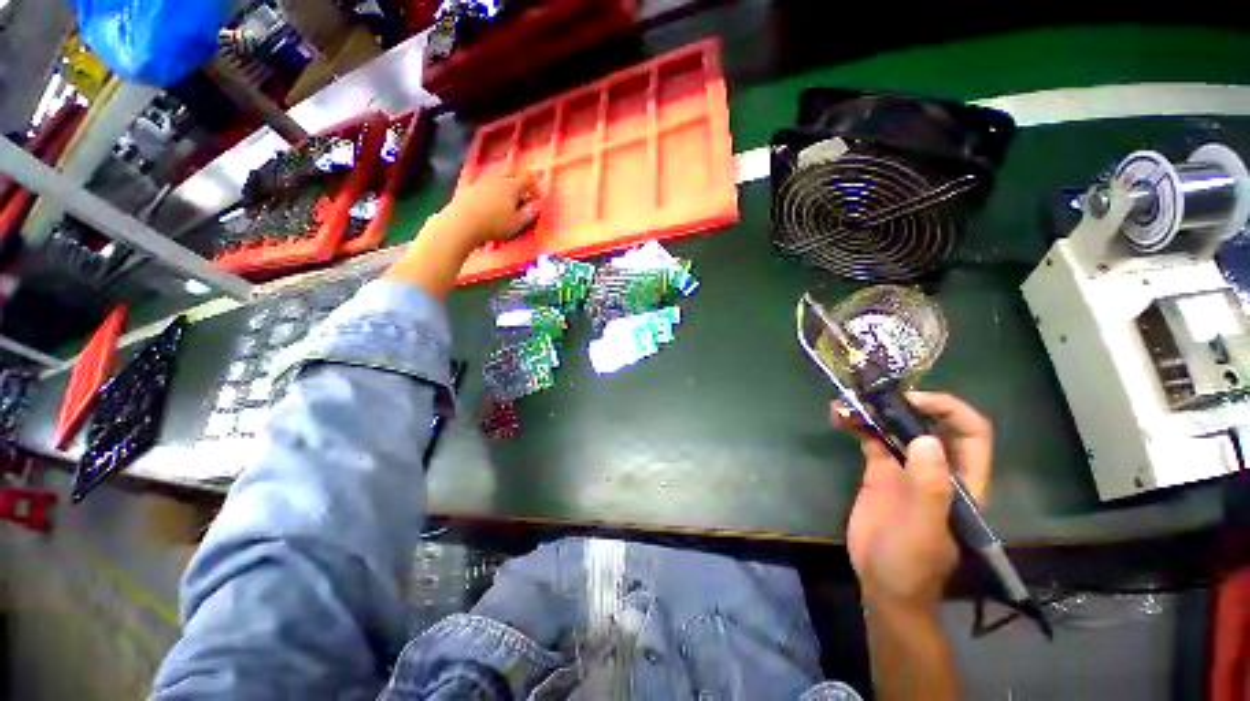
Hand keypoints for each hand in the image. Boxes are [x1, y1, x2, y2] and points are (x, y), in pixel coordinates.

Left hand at [435, 171, 540, 248]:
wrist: (462, 222)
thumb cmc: (495, 225)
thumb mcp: (518, 223)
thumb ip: (530, 212)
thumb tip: (539, 204)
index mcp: (512, 186)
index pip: (527, 179)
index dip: (534, 185)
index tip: (538, 195)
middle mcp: (497, 179)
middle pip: (511, 173)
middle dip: (519, 179)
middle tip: (524, 189)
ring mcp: (482, 181)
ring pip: (497, 177)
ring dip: (504, 182)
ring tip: (508, 194)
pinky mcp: (469, 188)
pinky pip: (484, 184)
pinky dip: (491, 188)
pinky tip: (490, 198)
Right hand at [832, 392, 992, 610]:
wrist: (882, 583)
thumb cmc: (912, 563)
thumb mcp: (924, 529)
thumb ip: (930, 487)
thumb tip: (925, 439)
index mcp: (960, 479)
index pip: (970, 432)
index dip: (949, 409)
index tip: (913, 400)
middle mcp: (936, 466)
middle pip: (930, 422)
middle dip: (905, 402)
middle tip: (873, 395)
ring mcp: (906, 467)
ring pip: (895, 427)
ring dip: (873, 411)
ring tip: (846, 403)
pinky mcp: (879, 471)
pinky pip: (870, 439)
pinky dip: (856, 424)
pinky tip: (839, 417)